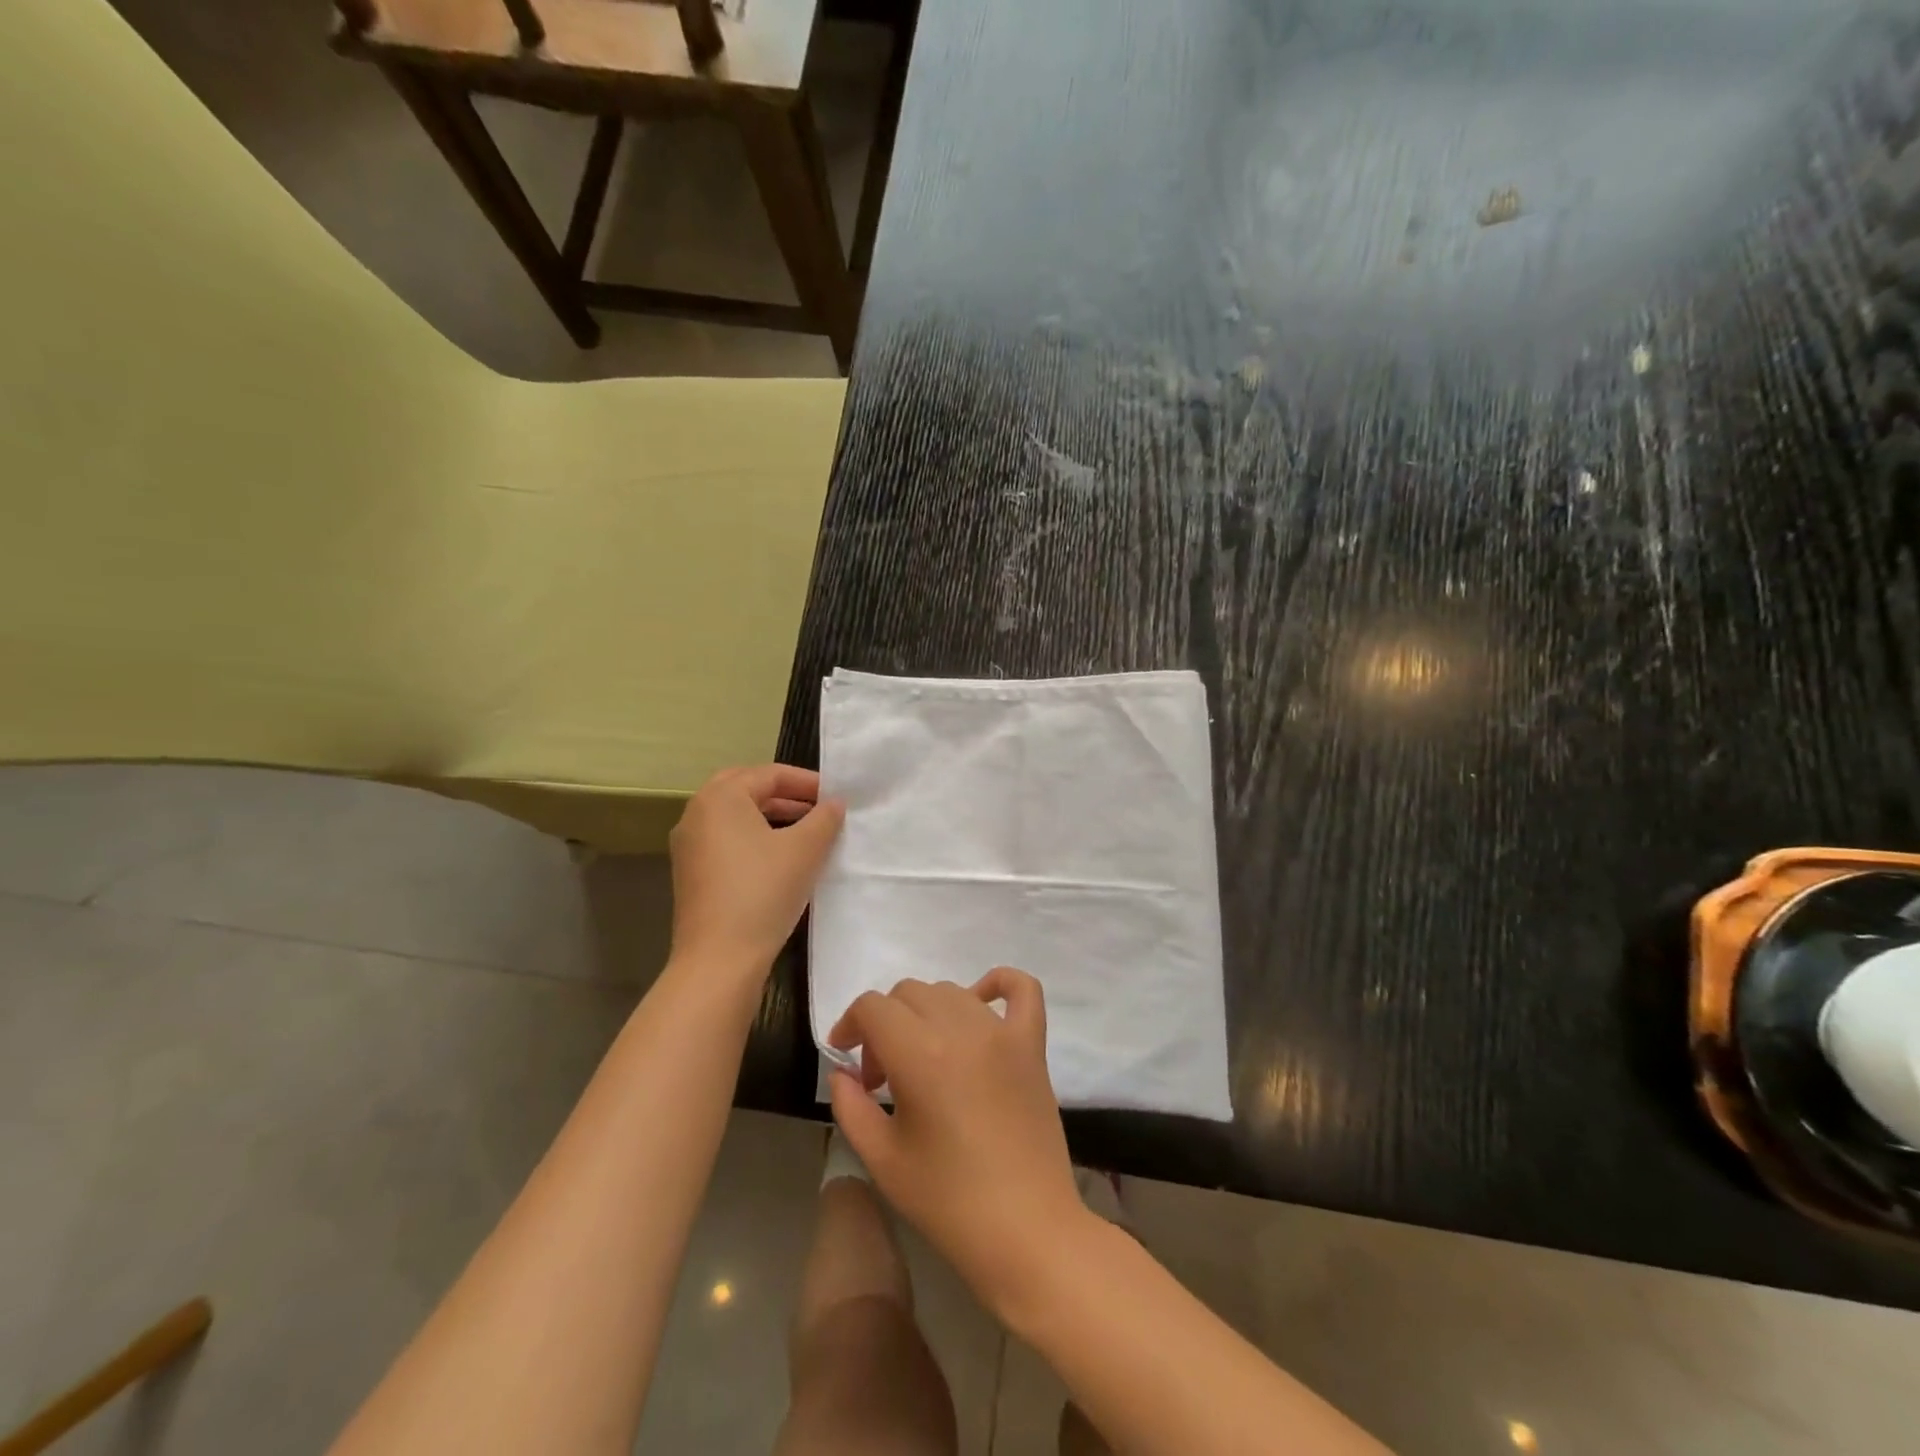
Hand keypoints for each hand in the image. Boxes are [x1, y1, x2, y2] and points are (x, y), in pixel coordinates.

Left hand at [668, 764, 844, 970]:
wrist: (719, 958)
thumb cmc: (763, 891)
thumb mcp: (804, 850)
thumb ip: (824, 818)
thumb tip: (835, 803)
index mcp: (720, 798)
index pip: (769, 774)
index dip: (807, 782)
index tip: (836, 796)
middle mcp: (697, 814)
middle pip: (746, 789)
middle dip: (785, 794)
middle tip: (818, 806)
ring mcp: (689, 846)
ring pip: (735, 817)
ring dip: (770, 816)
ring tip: (806, 830)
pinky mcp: (691, 873)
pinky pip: (726, 840)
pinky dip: (754, 838)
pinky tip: (781, 858)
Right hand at [827, 968, 1087, 1312]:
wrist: (1027, 1232)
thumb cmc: (948, 1203)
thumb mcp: (882, 1160)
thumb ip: (850, 1106)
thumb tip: (842, 1072)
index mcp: (919, 1054)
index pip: (872, 1007)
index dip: (849, 1025)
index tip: (844, 1059)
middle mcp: (961, 1028)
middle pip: (908, 993)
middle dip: (883, 1025)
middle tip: (882, 1077)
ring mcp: (1002, 1032)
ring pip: (951, 990)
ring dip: (925, 1013)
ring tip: (923, 1059)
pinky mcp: (1032, 1044)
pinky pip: (1020, 989)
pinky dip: (998, 984)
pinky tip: (980, 1004)